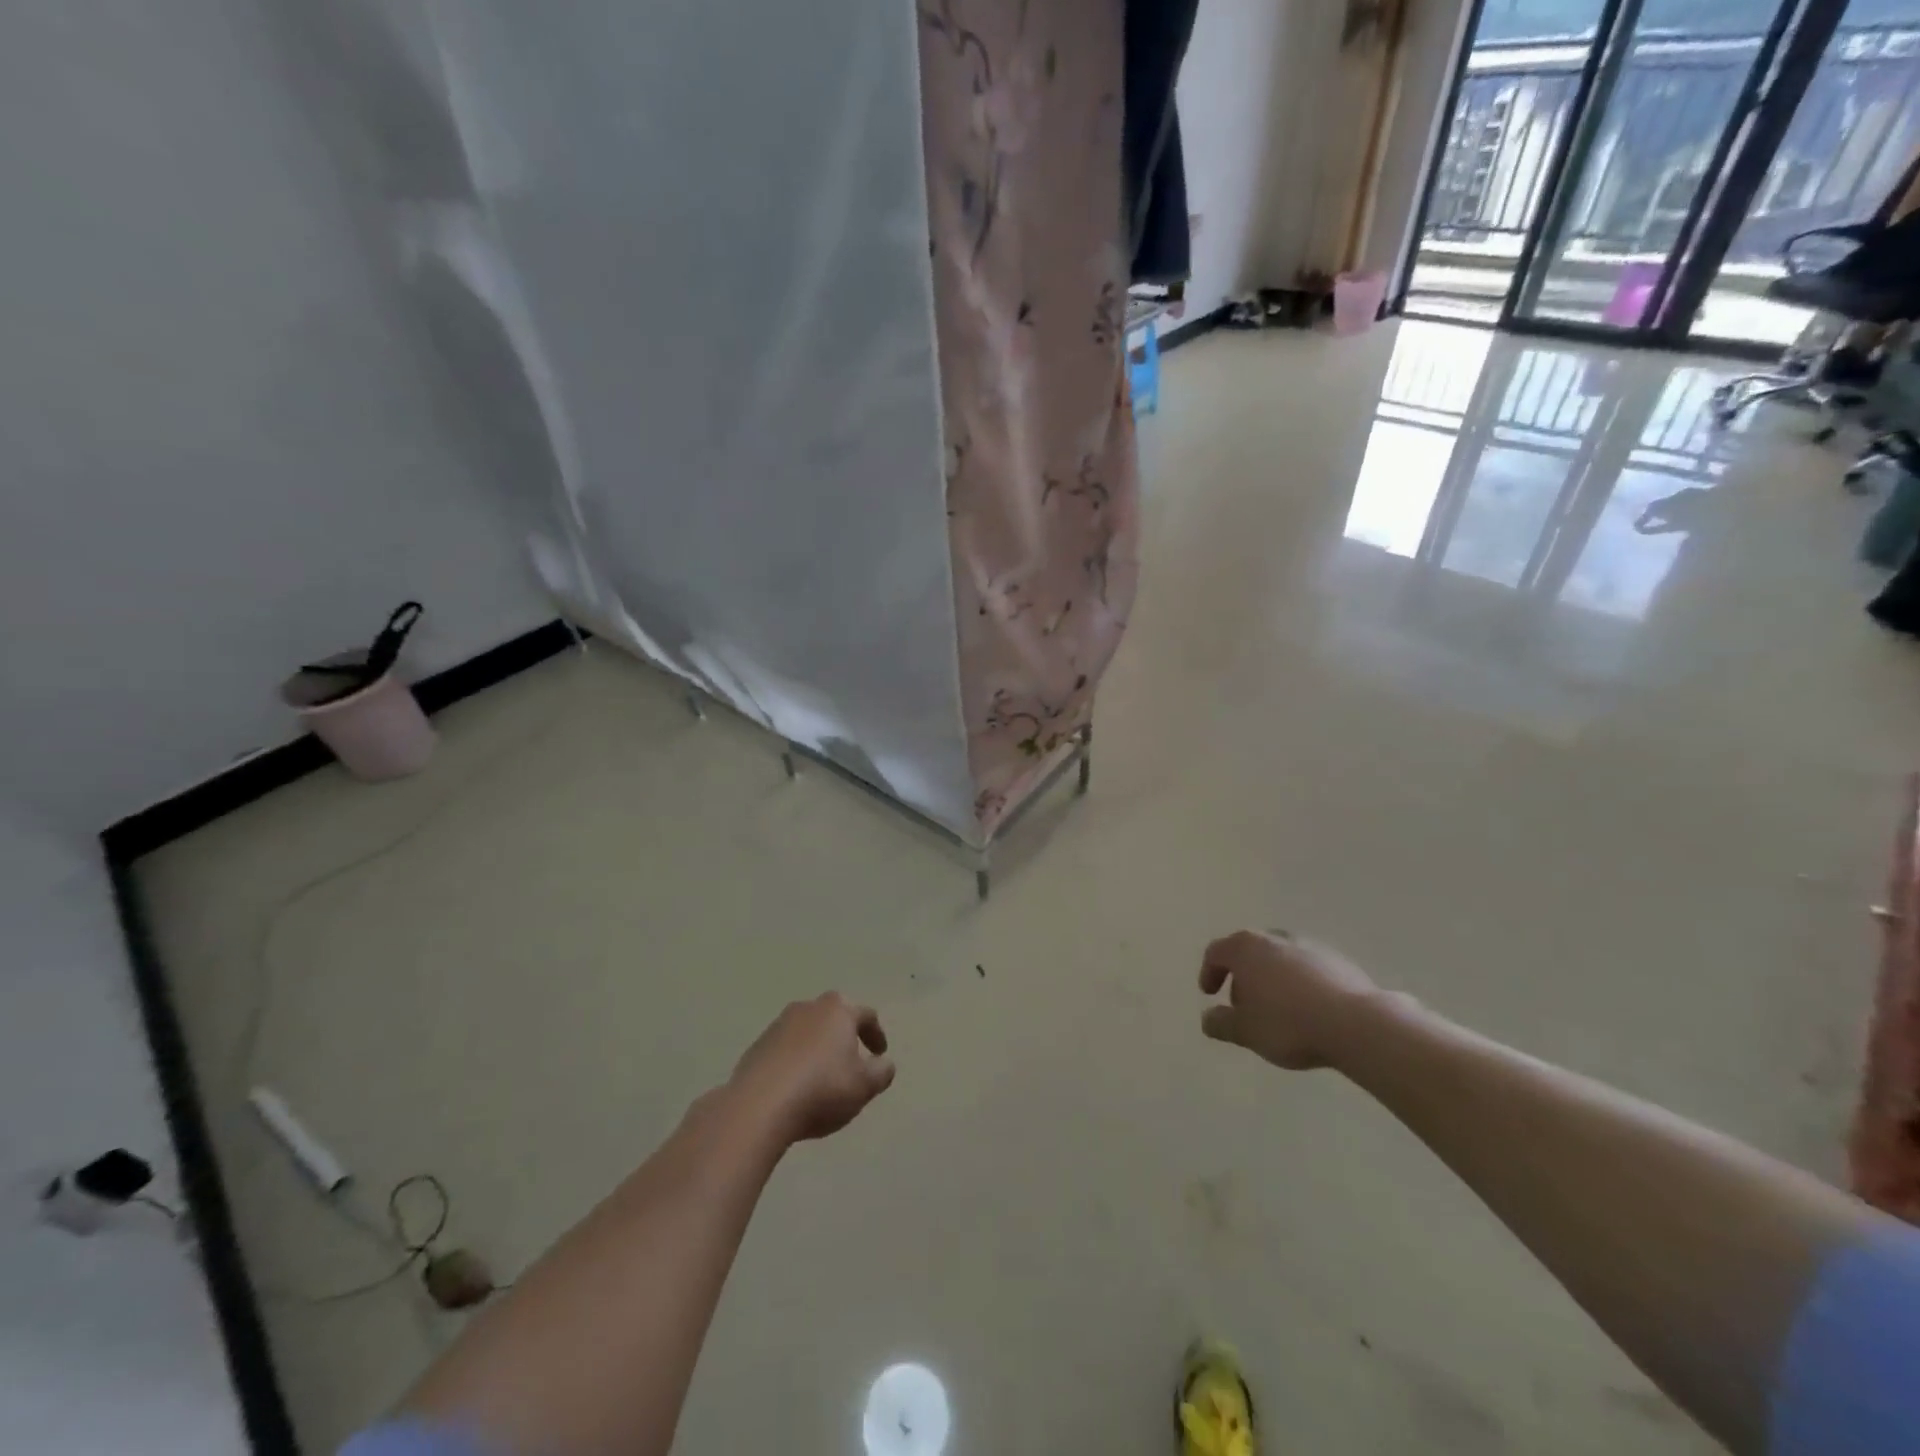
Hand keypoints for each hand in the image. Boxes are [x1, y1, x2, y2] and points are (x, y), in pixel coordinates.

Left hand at [728, 993, 895, 1143]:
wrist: (758, 1106)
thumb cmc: (821, 1090)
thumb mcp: (864, 1086)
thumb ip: (881, 1072)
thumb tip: (883, 1063)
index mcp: (838, 1010)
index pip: (866, 1014)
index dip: (876, 1034)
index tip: (880, 1054)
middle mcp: (808, 1008)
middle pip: (833, 1016)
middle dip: (844, 1035)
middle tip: (851, 1060)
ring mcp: (778, 1025)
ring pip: (806, 1031)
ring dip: (817, 1048)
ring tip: (821, 1076)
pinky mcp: (756, 1047)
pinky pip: (784, 1049)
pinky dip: (794, 1061)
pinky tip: (795, 1087)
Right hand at [1198, 930, 1381, 1069]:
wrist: (1356, 1024)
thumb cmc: (1288, 1023)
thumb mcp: (1246, 1031)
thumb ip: (1221, 1023)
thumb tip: (1208, 1018)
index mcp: (1246, 948)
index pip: (1216, 952)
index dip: (1209, 972)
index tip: (1210, 994)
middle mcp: (1275, 938)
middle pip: (1249, 951)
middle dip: (1242, 976)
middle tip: (1243, 1004)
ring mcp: (1309, 947)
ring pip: (1280, 958)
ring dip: (1272, 979)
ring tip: (1277, 1009)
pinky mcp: (1338, 961)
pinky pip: (1308, 969)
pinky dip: (1299, 984)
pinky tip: (1308, 1011)